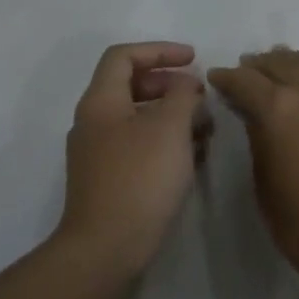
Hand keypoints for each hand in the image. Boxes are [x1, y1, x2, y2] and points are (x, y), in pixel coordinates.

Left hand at [60, 42, 210, 271]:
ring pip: (138, 118)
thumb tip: (185, 84)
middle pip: (131, 86)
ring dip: (172, 115)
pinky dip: (165, 141)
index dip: (160, 50)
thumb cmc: (140, 178)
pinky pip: (139, 146)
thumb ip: (182, 95)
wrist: (106, 249)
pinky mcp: (109, 180)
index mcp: (101, 102)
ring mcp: (98, 154)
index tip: (194, 60)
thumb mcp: (170, 127)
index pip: (124, 56)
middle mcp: (93, 122)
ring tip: (205, 128)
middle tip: (201, 96)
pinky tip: (191, 156)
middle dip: (170, 85)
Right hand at [208, 20, 298, 280]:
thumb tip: (256, 118)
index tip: (216, 78)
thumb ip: (259, 142)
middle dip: (258, 66)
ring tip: (279, 59)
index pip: (243, 82)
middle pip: (277, 65)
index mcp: (276, 110)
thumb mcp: (265, 186)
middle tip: (247, 70)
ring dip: (290, 58)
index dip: (226, 78)